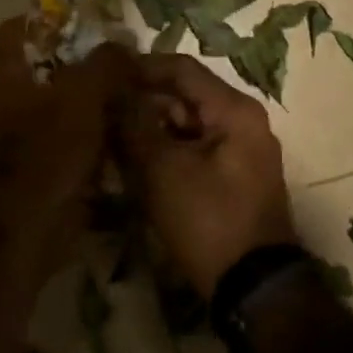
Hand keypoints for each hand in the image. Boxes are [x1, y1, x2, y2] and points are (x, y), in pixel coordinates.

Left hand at [0, 16, 134, 272]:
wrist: (28, 227)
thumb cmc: (46, 151)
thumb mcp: (80, 96)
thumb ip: (104, 64)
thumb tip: (124, 43)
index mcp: (8, 77)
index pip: (15, 32)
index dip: (44, 19)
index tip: (83, 20)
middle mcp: (13, 104)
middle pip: (49, 70)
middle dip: (87, 65)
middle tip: (128, 61)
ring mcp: (31, 139)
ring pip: (69, 109)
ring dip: (100, 104)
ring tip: (141, 95)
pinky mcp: (51, 170)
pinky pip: (80, 144)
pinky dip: (103, 138)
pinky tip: (134, 134)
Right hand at [120, 53, 298, 295]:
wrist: (252, 285)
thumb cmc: (208, 219)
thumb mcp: (162, 169)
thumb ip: (134, 124)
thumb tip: (112, 91)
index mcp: (234, 111)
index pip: (181, 69)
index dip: (140, 67)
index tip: (102, 73)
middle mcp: (242, 122)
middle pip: (184, 96)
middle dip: (142, 102)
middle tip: (100, 111)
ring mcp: (240, 151)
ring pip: (186, 125)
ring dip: (150, 128)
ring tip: (110, 138)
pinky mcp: (233, 177)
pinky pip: (193, 149)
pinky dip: (165, 151)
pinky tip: (134, 163)